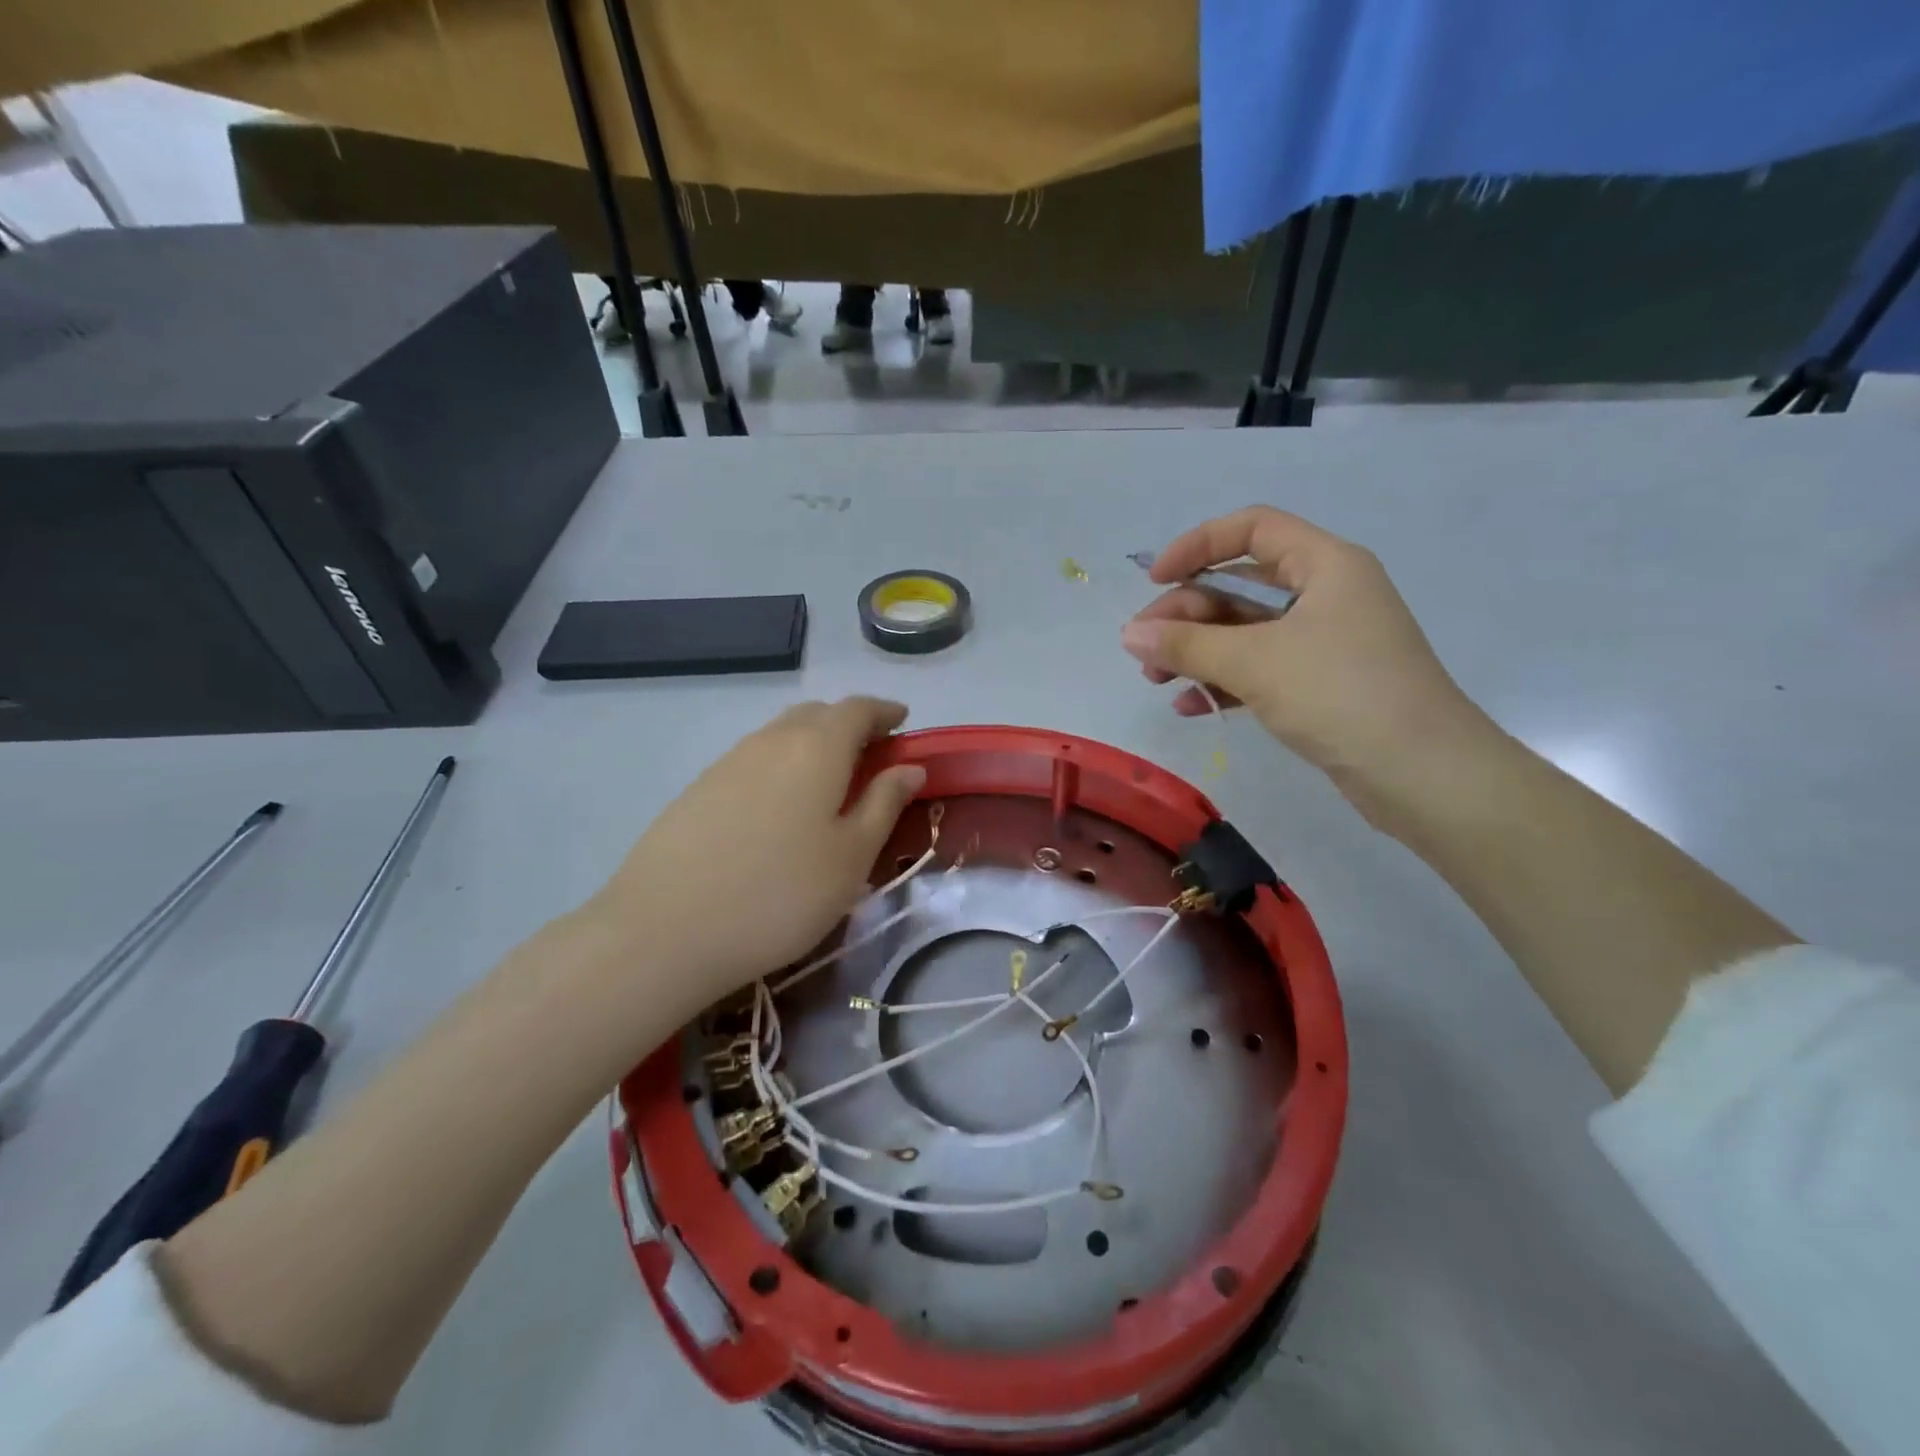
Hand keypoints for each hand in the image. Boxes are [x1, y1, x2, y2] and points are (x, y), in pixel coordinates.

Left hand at [584, 697, 925, 1000]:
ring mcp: (727, 763)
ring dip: (812, 745)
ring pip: (780, 735)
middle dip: (848, 725)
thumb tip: (910, 767)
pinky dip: (779, 767)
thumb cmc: (782, 894)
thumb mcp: (851, 856)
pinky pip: (752, 760)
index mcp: (817, 748)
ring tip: (828, 784)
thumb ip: (883, 803)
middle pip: (816, 714)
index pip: (857, 709)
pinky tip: (779, 808)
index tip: (902, 722)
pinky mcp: (698, 790)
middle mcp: (771, 741)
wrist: (666, 930)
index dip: (884, 712)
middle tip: (870, 756)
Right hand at [1122, 507, 1492, 816]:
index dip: (1198, 546)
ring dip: (1197, 652)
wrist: (1422, 774)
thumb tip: (1128, 634)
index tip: (1154, 579)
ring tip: (1156, 680)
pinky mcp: (1321, 685)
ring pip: (1245, 632)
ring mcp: (1324, 642)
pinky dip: (1223, 682)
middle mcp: (1326, 594)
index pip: (1252, 529)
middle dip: (1187, 615)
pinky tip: (1190, 707)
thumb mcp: (1255, 662)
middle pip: (1240, 586)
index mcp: (1324, 565)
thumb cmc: (1340, 694)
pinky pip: (1259, 670)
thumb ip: (1187, 644)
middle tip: (1145, 650)